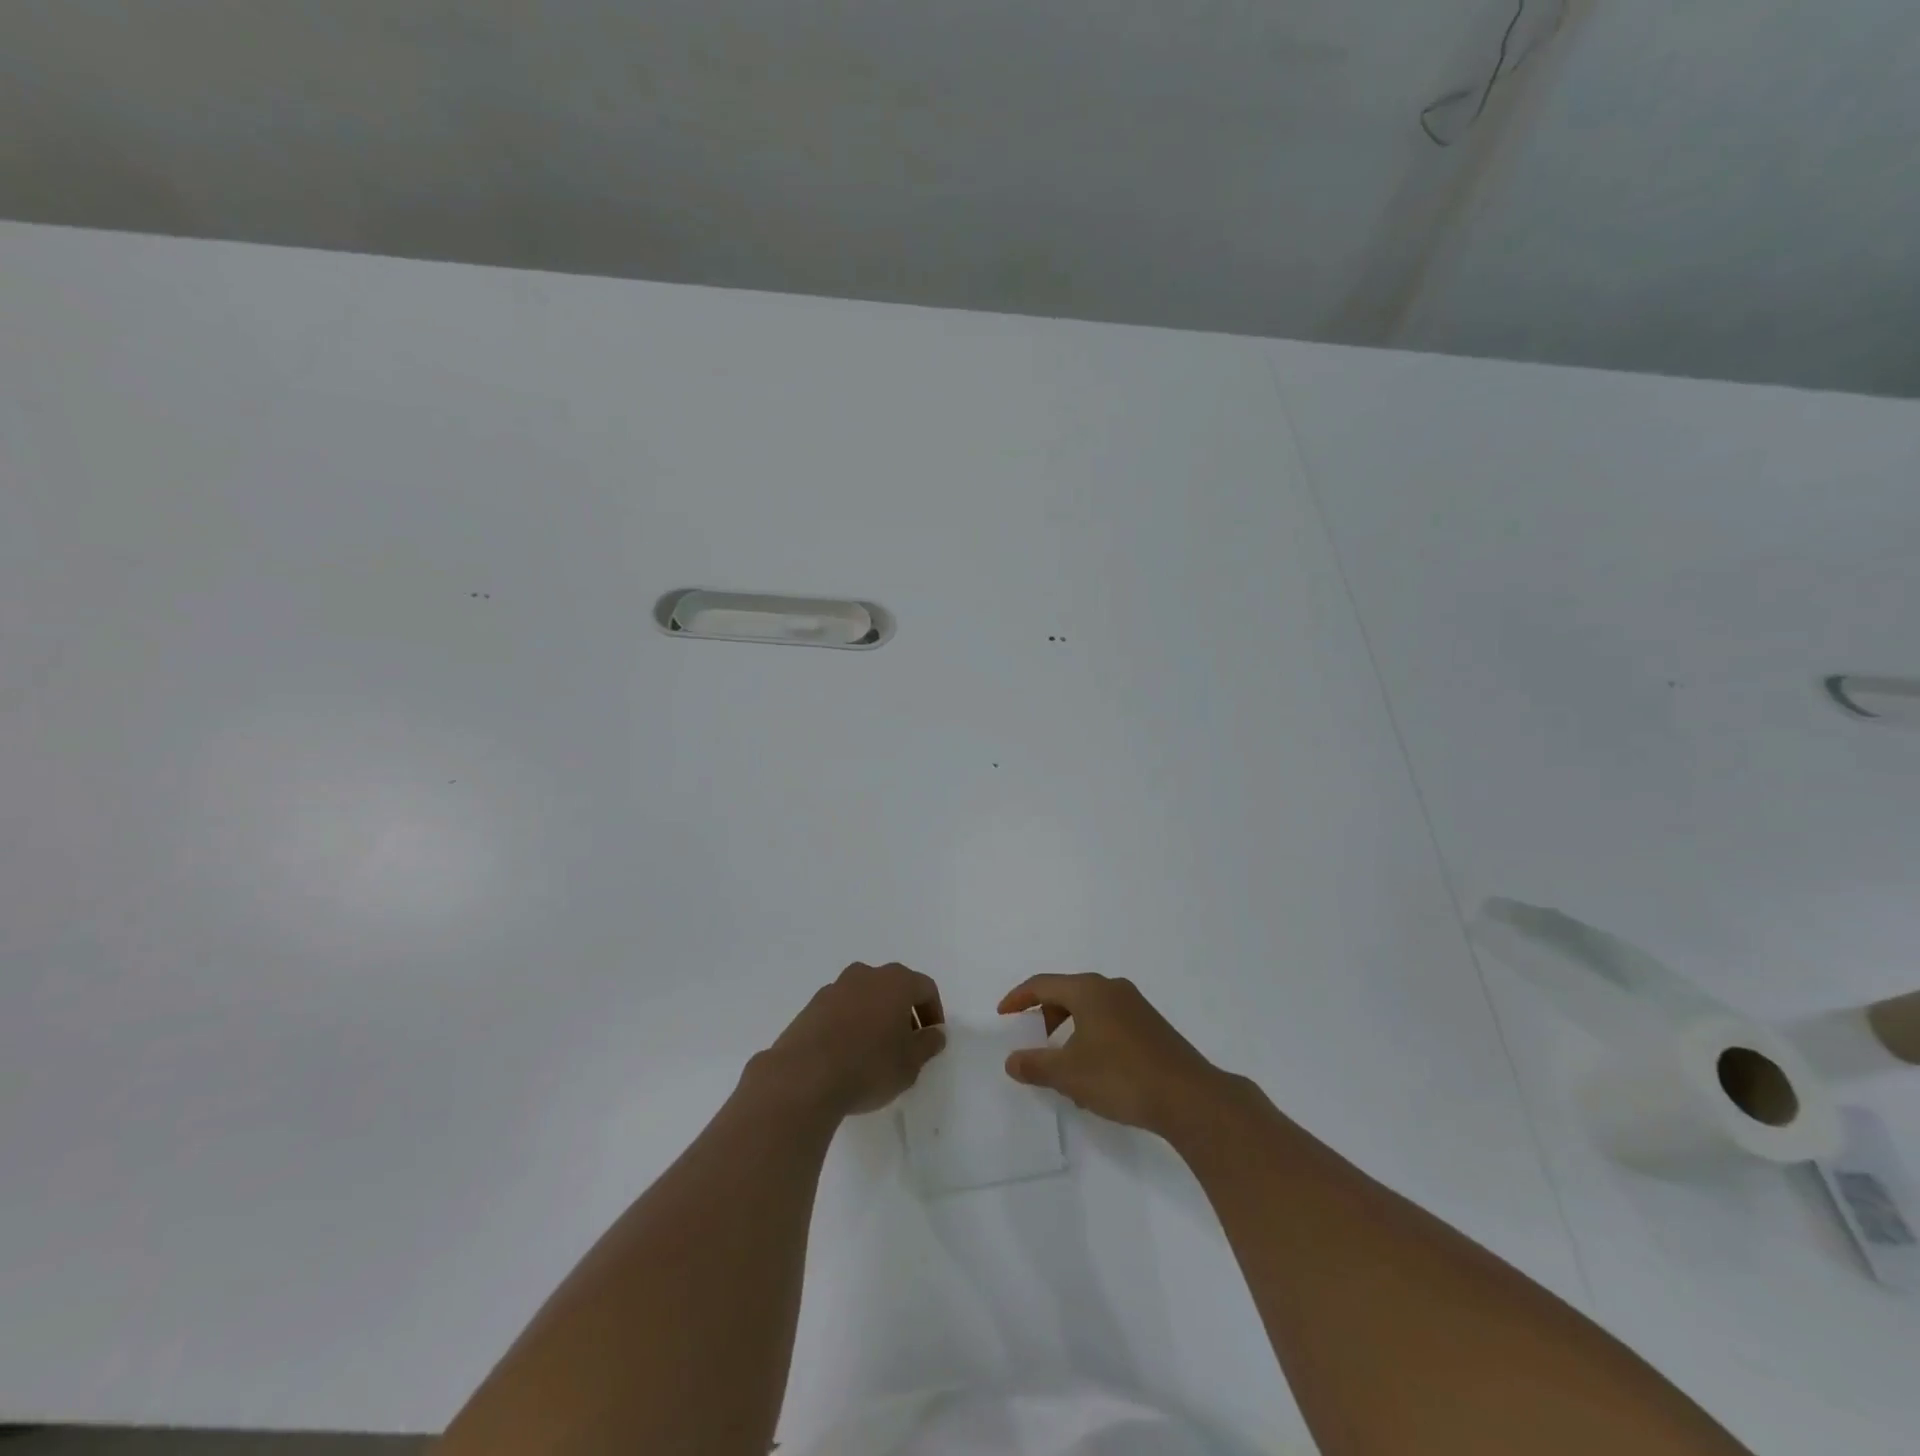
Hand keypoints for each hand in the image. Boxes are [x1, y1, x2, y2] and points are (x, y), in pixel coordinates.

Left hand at [759, 962, 946, 1117]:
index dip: (933, 1012)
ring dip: (875, 1017)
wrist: (804, 1077)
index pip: (925, 988)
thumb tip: (935, 1033)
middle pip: (893, 987)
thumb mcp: (910, 1063)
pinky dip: (850, 1024)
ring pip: (865, 997)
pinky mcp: (811, 1006)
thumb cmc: (868, 1066)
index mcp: (895, 981)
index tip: (932, 1038)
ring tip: (875, 1052)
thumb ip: (928, 1044)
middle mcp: (865, 975)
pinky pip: (841, 1010)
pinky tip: (847, 1054)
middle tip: (906, 1045)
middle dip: (904, 1013)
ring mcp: (835, 988)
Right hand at [999, 973, 1227, 1137]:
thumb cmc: (1121, 1077)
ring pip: (1090, 1008)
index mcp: (1089, 990)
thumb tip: (1012, 1060)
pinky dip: (1091, 1036)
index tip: (1003, 1015)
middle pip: (1067, 993)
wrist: (1189, 1097)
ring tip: (1063, 1063)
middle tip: (1033, 1039)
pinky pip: (1109, 1020)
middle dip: (1045, 1015)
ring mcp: (1136, 1006)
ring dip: (1069, 1029)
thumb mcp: (1069, 1074)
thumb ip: (1035, 1064)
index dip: (1019, 998)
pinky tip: (1094, 1070)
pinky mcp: (1152, 1026)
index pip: (1043, 984)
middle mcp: (1112, 988)